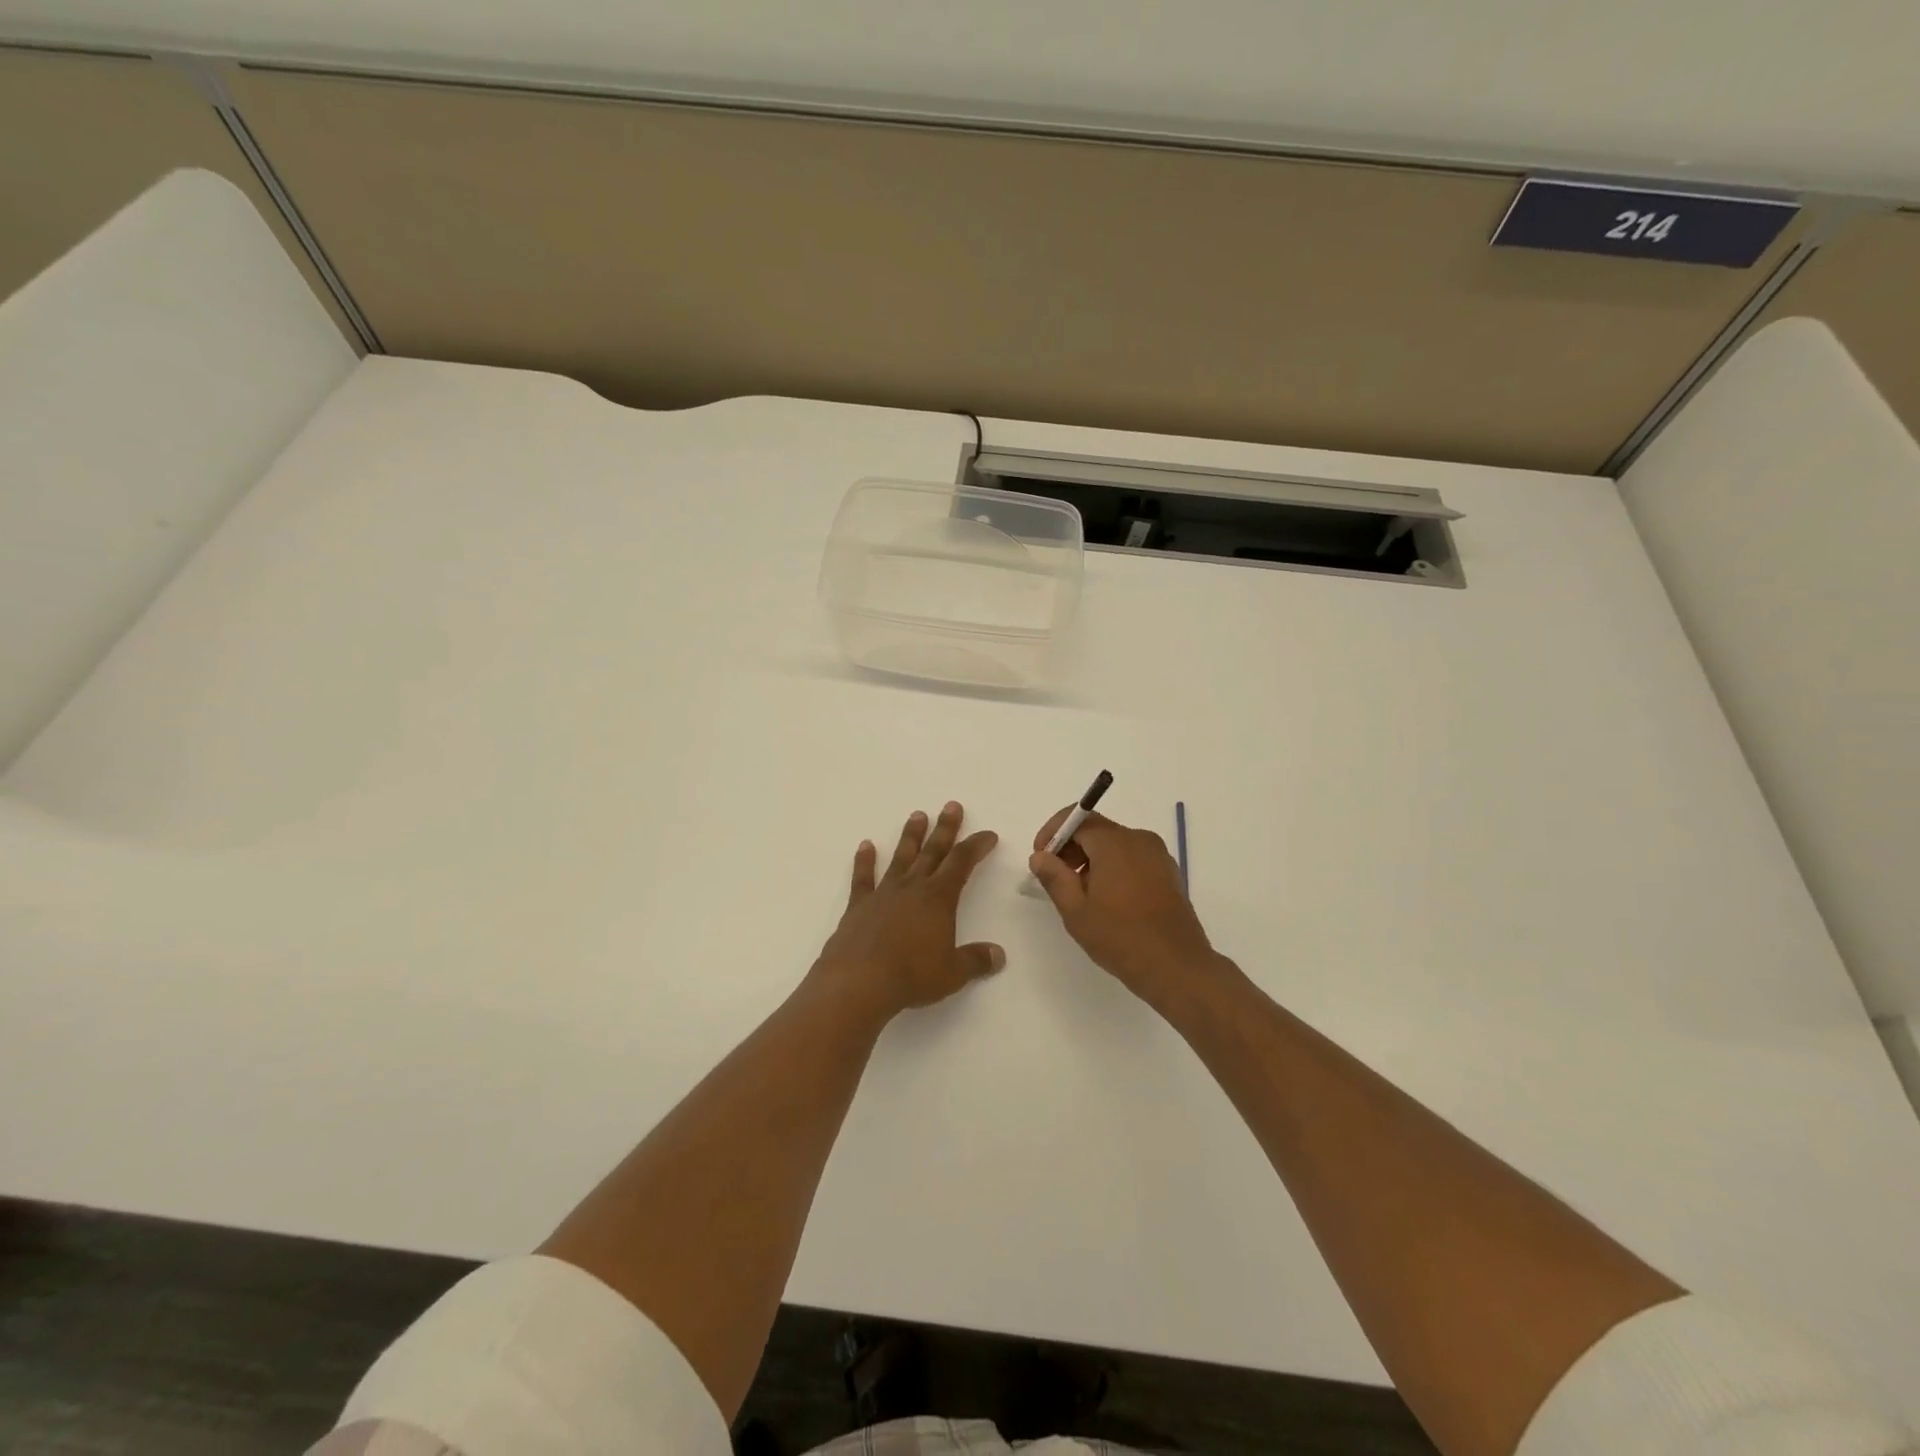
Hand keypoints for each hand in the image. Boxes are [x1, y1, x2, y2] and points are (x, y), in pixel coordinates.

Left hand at [813, 802, 1003, 1024]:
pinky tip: (865, 845)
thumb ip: (976, 960)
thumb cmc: (912, 975)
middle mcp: (913, 887)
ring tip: (917, 815)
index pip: (962, 863)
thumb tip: (998, 955)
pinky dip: (864, 861)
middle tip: (952, 806)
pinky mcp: (859, 905)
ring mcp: (884, 893)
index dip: (976, 846)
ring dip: (911, 836)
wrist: (859, 981)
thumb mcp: (953, 973)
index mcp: (939, 898)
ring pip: (901, 857)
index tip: (988, 834)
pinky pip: (863, 878)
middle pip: (933, 851)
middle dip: (945, 828)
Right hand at [1029, 807, 1229, 1013]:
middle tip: (1056, 878)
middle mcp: (1140, 840)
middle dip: (1071, 847)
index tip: (1041, 857)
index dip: (1054, 832)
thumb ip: (1054, 877)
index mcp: (1116, 843)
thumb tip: (1040, 856)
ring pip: (1115, 845)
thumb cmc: (1121, 938)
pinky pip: (1133, 858)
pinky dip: (1113, 868)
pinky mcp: (1168, 873)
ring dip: (1092, 860)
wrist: (1177, 968)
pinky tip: (1107, 900)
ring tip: (1080, 894)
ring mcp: (1158, 856)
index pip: (1078, 818)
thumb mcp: (1076, 911)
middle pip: (1097, 830)